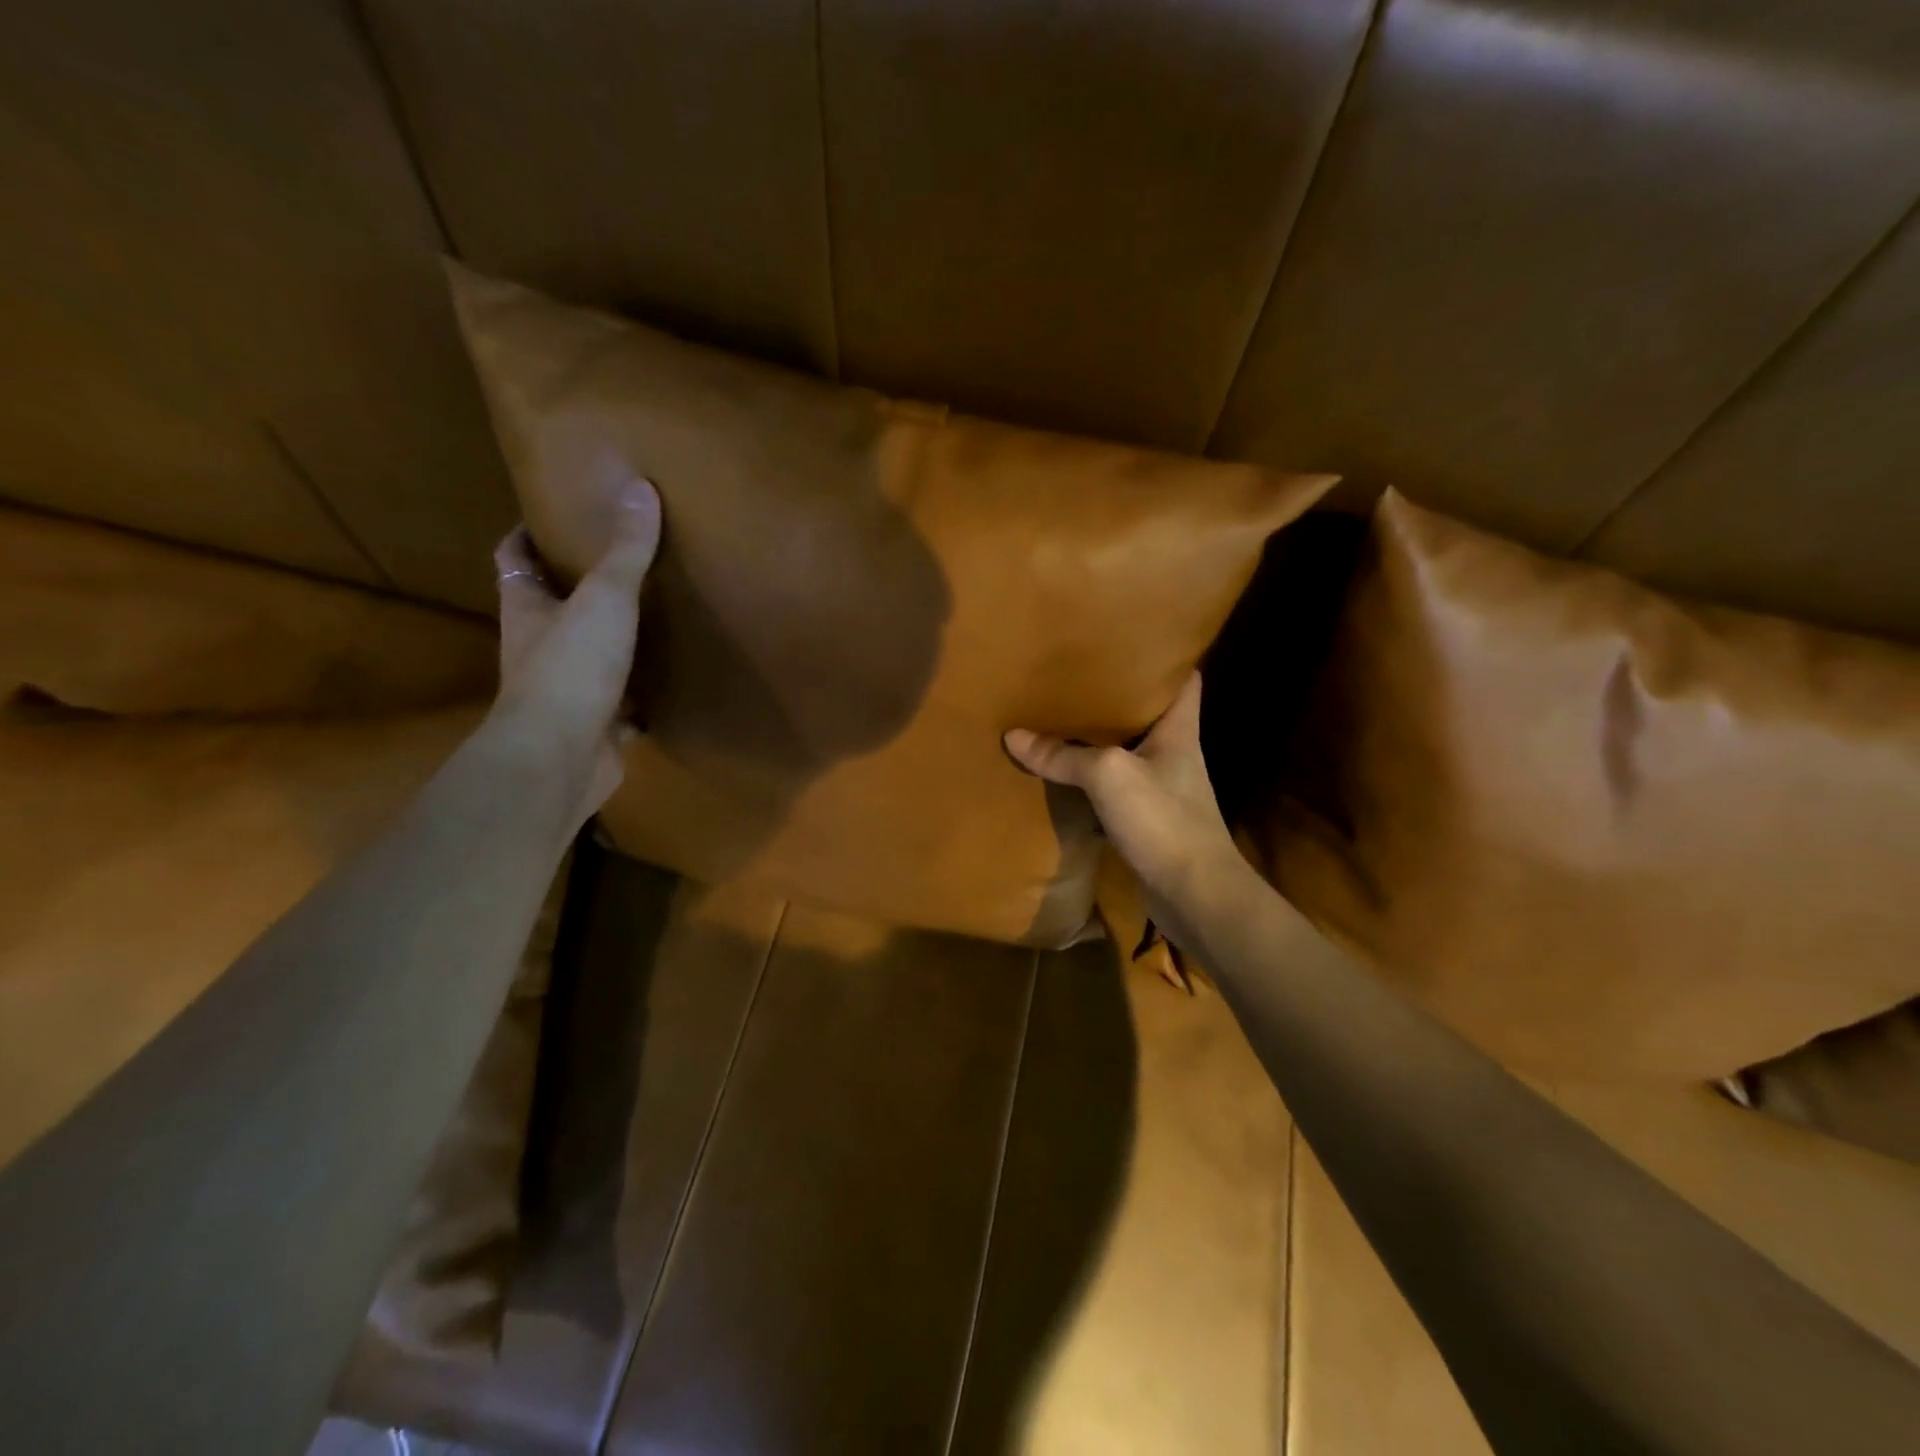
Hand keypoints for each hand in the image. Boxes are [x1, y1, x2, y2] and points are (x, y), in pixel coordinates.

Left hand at [490, 476, 661, 818]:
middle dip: (579, 586)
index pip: (514, 559)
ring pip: (589, 656)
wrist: (560, 758)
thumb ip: (625, 550)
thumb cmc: (571, 668)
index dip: (527, 535)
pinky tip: (672, 683)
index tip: (553, 514)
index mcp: (527, 609)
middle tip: (622, 561)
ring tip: (655, 616)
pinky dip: (643, 695)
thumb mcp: (604, 598)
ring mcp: (568, 691)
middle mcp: (539, 647)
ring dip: (613, 642)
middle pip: (553, 607)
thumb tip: (639, 487)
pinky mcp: (597, 726)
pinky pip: (623, 704)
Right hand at [1004, 673, 1244, 936]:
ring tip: (1061, 716)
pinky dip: (1090, 780)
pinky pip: (1113, 789)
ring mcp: (1161, 789)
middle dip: (1116, 696)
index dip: (1164, 657)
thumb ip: (1063, 755)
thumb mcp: (1109, 776)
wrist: (1195, 895)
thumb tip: (1014, 736)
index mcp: (1179, 730)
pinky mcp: (1146, 820)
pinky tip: (1062, 772)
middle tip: (1076, 674)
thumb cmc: (1163, 820)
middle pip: (1147, 714)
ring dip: (1098, 740)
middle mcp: (1173, 753)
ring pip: (1126, 752)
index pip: (1183, 680)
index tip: (1131, 640)